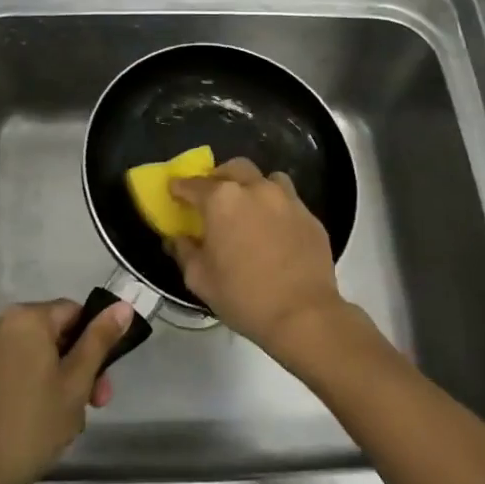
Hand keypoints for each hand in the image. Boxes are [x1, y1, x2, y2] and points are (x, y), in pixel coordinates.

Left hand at [0, 299, 133, 483]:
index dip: (96, 343)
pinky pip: (15, 368)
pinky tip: (39, 423)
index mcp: (27, 317)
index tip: (104, 383)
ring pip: (36, 354)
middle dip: (79, 367)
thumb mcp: (76, 383)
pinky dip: (32, 386)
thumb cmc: (30, 426)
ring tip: (65, 424)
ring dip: (58, 380)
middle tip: (93, 407)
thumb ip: (99, 340)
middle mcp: (1, 323)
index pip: (75, 312)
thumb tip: (123, 305)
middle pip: (55, 333)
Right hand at [169, 158, 348, 364]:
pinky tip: (274, 229)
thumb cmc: (244, 297)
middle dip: (218, 177)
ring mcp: (287, 199)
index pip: (193, 184)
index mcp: (222, 200)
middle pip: (233, 168)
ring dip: (252, 186)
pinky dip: (275, 207)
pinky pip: (288, 200)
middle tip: (212, 197)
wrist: (304, 315)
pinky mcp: (310, 215)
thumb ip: (184, 252)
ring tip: (248, 208)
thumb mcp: (200, 279)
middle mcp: (255, 189)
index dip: (180, 187)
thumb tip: (178, 238)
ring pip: (266, 178)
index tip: (174, 191)